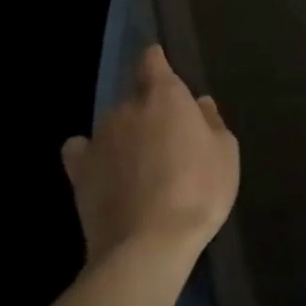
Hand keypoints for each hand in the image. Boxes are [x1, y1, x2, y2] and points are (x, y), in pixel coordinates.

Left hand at [61, 46, 239, 265]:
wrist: (149, 245)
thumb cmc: (199, 192)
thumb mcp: (226, 154)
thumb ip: (212, 122)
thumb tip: (198, 104)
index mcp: (165, 96)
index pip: (152, 60)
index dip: (157, 62)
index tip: (163, 70)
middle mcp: (127, 107)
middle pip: (136, 97)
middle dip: (149, 112)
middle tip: (167, 142)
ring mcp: (99, 138)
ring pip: (113, 125)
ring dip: (125, 136)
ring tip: (140, 168)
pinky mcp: (79, 171)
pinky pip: (81, 151)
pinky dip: (90, 155)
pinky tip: (101, 171)